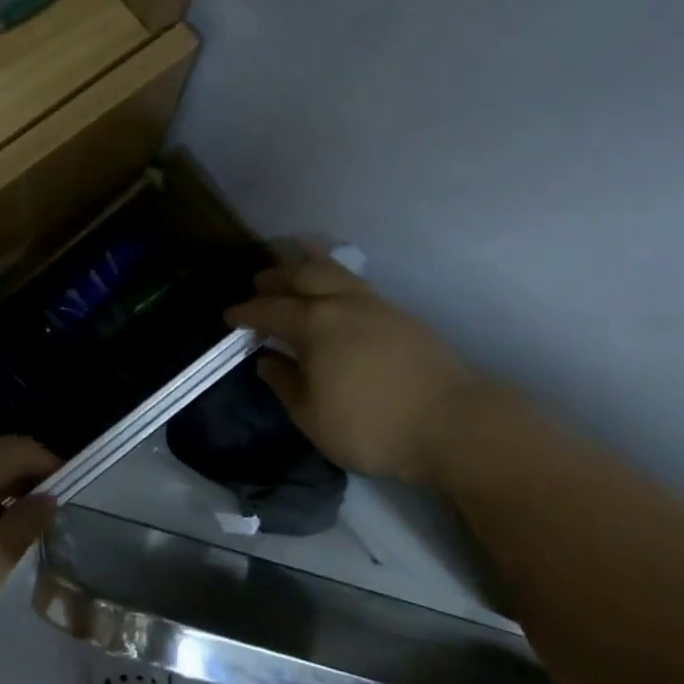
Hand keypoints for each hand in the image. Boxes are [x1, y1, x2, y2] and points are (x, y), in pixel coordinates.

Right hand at [227, 256, 472, 488]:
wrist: (454, 423)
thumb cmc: (373, 426)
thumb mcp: (313, 417)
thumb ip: (285, 384)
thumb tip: (266, 359)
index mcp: (314, 325)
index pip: (270, 310)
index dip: (246, 312)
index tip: (229, 315)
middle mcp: (341, 303)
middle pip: (301, 277)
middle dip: (275, 276)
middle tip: (257, 281)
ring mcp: (374, 304)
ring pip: (333, 270)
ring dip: (306, 263)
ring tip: (293, 257)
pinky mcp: (399, 313)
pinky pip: (355, 280)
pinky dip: (335, 274)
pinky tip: (335, 285)